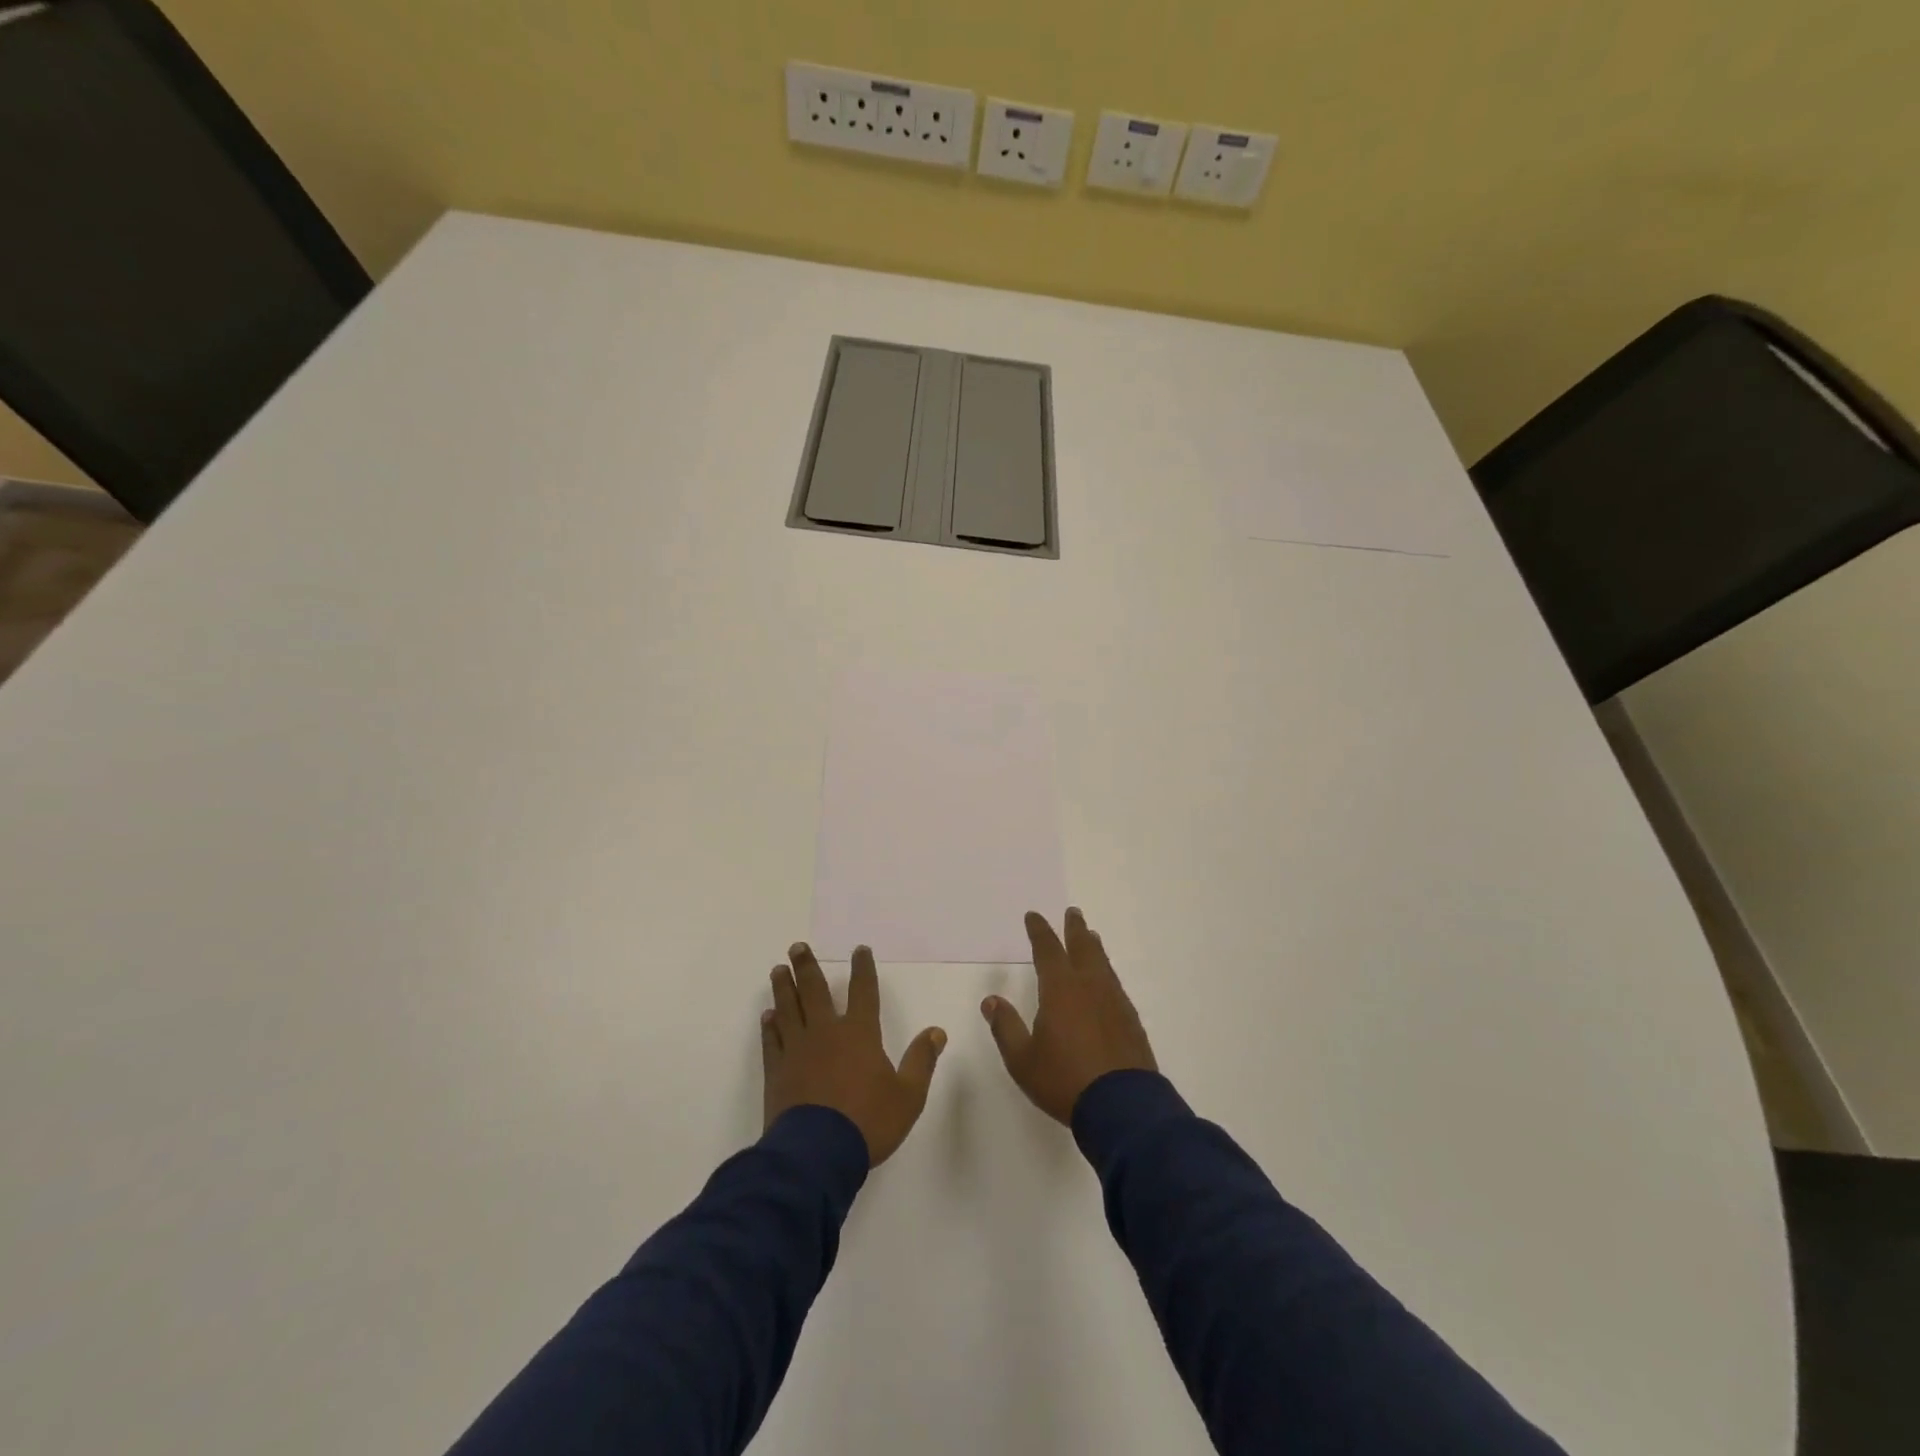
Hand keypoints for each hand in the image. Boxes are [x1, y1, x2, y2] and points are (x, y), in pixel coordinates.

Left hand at [763, 942, 945, 1166]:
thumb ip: (921, 1061)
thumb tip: (937, 1032)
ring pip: (788, 1009)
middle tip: (797, 947)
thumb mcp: (908, 1095)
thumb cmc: (867, 1122)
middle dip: (807, 966)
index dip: (863, 968)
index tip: (859, 950)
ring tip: (778, 970)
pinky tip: (767, 1016)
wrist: (816, 1154)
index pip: (864, 991)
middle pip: (814, 991)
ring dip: (783, 988)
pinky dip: (769, 1025)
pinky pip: (772, 1040)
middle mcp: (826, 1032)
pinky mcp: (777, 1071)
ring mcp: (798, 1050)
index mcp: (860, 1033)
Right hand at [982, 908, 1156, 1125]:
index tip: (1034, 916)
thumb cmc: (1064, 1080)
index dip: (1039, 931)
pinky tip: (1106, 980)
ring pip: (1102, 964)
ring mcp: (1114, 1001)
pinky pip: (1115, 983)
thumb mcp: (1023, 1059)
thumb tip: (991, 1000)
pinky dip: (1106, 971)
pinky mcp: (1130, 1019)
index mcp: (1060, 989)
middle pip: (1082, 948)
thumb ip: (1006, 1027)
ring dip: (1093, 947)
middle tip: (1072, 912)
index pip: (1047, 950)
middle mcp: (1089, 986)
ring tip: (1090, 937)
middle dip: (1074, 929)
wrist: (1122, 1105)